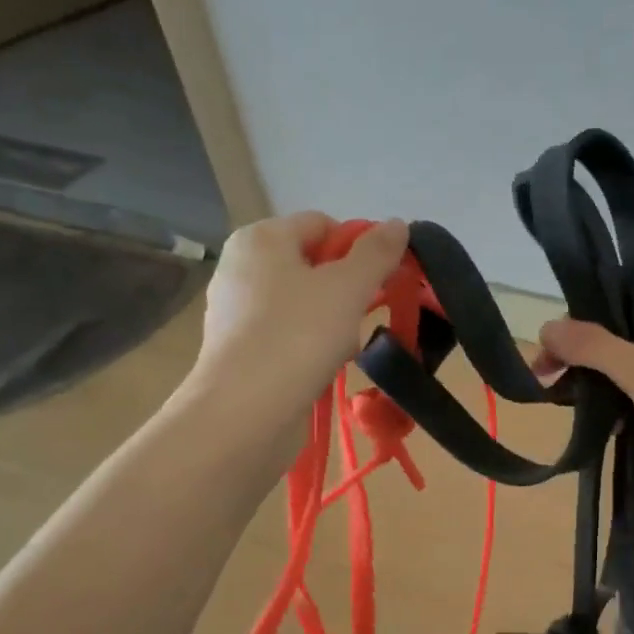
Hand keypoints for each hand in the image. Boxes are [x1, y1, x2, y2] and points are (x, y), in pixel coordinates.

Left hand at [182, 212, 409, 459]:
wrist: (246, 410)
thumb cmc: (298, 335)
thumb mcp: (348, 288)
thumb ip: (376, 254)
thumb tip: (398, 223)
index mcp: (261, 238)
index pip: (322, 224)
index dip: (358, 248)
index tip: (381, 281)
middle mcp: (241, 266)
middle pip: (312, 265)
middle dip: (347, 289)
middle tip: (366, 317)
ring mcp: (235, 310)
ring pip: (302, 303)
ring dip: (333, 321)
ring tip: (347, 348)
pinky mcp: (238, 349)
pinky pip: (286, 334)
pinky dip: (310, 345)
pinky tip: (324, 368)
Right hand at [536, 307, 633, 532]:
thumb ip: (594, 347)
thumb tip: (544, 328)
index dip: (594, 317)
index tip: (555, 336)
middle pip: (627, 345)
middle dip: (587, 357)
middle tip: (544, 369)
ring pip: (629, 382)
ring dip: (597, 387)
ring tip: (554, 393)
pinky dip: (612, 414)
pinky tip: (583, 417)